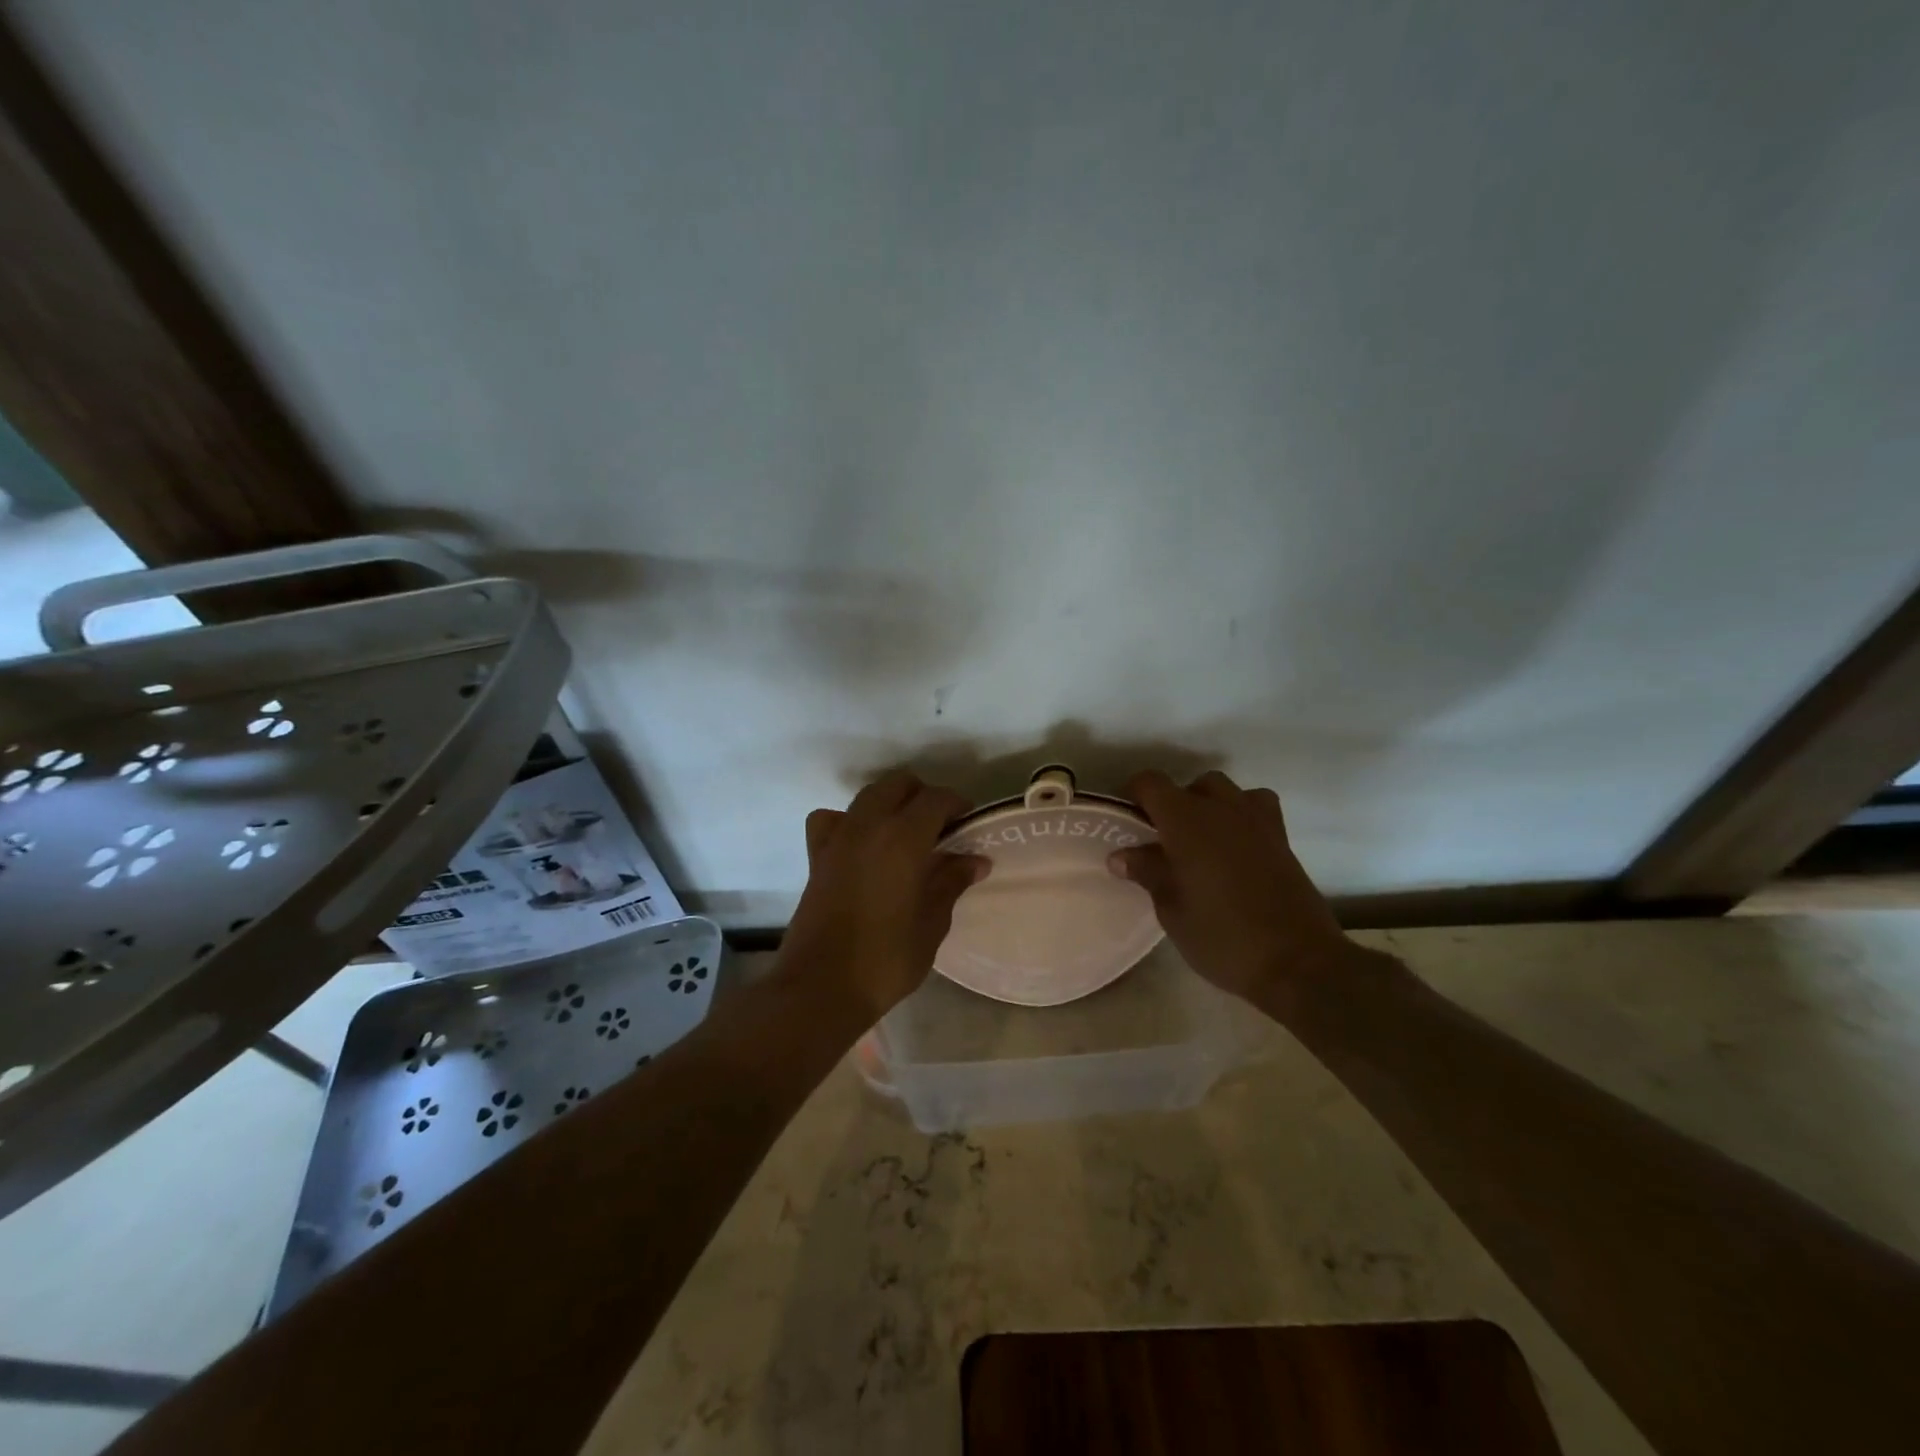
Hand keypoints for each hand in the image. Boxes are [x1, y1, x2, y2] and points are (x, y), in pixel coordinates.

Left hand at [779, 771, 988, 1021]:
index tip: (969, 823)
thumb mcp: (932, 923)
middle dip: (923, 796)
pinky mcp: (816, 856)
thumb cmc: (886, 959)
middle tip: (941, 828)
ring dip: (891, 803)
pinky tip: (861, 845)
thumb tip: (975, 860)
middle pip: (899, 785)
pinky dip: (849, 821)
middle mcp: (868, 826)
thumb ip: (951, 882)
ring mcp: (837, 838)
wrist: (821, 988)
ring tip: (907, 835)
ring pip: (867, 796)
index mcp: (903, 838)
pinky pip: (832, 819)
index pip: (936, 799)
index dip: (957, 804)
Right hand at [1108, 770, 1364, 1012]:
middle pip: (1190, 785)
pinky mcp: (1282, 838)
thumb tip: (1121, 856)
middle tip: (1162, 840)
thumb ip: (1147, 873)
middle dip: (1172, 804)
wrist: (1297, 962)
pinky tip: (1235, 845)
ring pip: (1225, 791)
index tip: (1125, 821)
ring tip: (1200, 841)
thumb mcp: (1171, 910)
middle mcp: (1221, 808)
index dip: (1133, 795)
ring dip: (1208, 806)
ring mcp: (1257, 820)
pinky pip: (1256, 807)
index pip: (1150, 783)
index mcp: (1186, 820)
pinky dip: (1241, 815)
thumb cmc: (1222, 936)